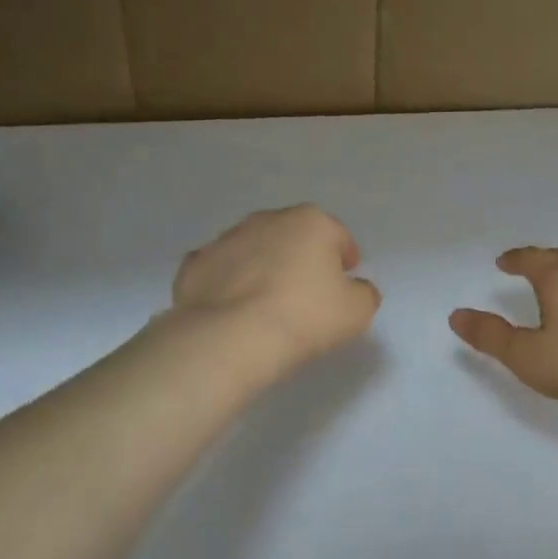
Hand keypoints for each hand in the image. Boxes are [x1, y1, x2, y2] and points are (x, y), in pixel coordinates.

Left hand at [171, 205, 380, 382]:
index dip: (344, 258)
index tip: (344, 281)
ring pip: (254, 249)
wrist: (231, 338)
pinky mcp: (194, 265)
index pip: (338, 235)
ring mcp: (226, 239)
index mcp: (311, 222)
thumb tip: (355, 289)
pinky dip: (228, 283)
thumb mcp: (358, 311)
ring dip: (263, 267)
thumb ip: (364, 293)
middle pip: (293, 235)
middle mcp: (267, 220)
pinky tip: (233, 309)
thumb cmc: (305, 317)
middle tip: (306, 292)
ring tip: (267, 303)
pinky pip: (220, 271)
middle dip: (301, 256)